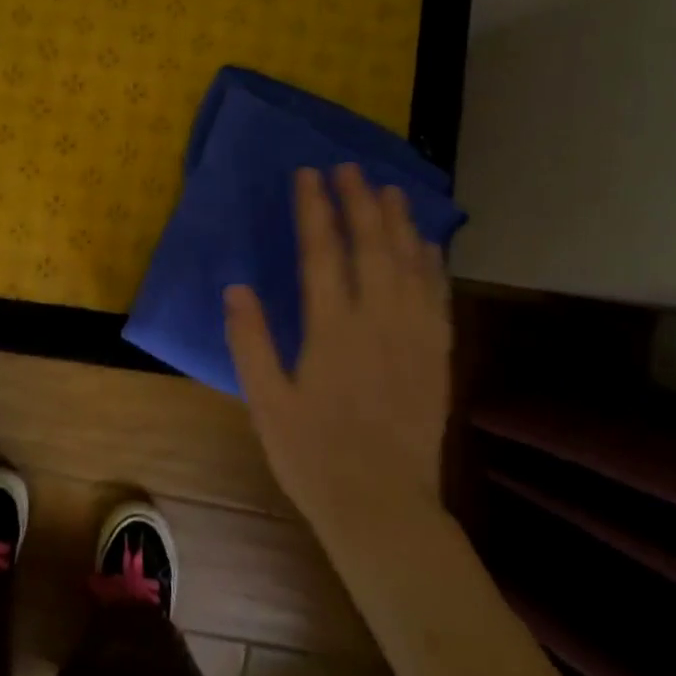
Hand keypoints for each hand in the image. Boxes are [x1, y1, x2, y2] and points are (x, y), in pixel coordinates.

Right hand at [224, 164, 451, 525]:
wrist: (383, 508)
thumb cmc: (313, 456)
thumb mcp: (266, 402)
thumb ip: (250, 342)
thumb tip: (236, 288)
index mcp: (332, 330)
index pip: (323, 253)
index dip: (315, 209)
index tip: (308, 175)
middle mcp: (378, 323)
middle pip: (373, 247)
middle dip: (360, 202)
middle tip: (350, 168)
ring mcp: (414, 338)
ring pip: (411, 265)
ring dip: (400, 223)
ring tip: (391, 190)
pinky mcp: (437, 358)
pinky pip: (438, 298)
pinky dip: (433, 265)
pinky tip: (428, 246)